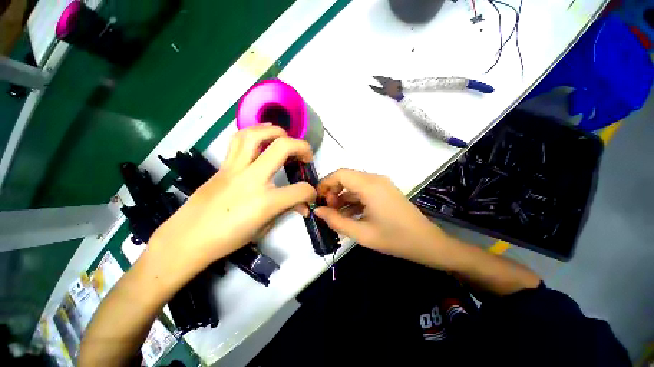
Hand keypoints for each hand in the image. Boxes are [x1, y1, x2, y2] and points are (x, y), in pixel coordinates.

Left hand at [148, 124, 316, 275]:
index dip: (310, 192)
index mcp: (265, 202)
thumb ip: (286, 210)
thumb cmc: (229, 239)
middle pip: (282, 147)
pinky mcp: (223, 165)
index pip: (300, 190)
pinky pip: (238, 141)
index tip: (310, 195)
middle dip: (302, 147)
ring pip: (255, 134)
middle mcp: (251, 178)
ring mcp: (234, 169)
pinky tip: (262, 141)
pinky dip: (255, 134)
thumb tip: (303, 206)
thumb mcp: (265, 227)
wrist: (187, 238)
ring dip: (276, 131)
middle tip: (305, 155)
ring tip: (285, 138)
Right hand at [314, 169, 449, 261]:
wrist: (427, 243)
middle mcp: (375, 179)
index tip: (318, 199)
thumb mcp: (361, 233)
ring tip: (336, 215)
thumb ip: (336, 221)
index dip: (325, 184)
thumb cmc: (394, 239)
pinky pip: (363, 191)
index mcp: (370, 185)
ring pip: (354, 185)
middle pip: (346, 178)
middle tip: (328, 210)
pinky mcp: (384, 191)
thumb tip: (318, 211)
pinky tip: (349, 215)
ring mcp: (381, 184)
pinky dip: (353, 200)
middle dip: (333, 192)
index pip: (340, 174)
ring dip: (343, 197)